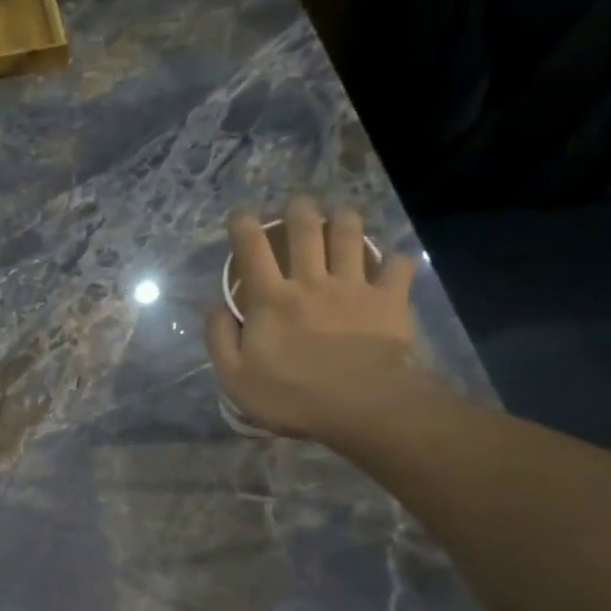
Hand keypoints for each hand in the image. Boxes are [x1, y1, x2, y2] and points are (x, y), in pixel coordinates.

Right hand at [205, 198, 433, 442]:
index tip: (241, 213)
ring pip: (350, 236)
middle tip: (297, 204)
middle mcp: (312, 281)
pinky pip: (397, 266)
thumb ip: (219, 338)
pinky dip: (394, 259)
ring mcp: (354, 286)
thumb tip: (214, 306)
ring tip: (340, 215)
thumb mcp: (235, 377)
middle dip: (298, 209)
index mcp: (271, 299)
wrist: (361, 406)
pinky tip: (391, 260)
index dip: (244, 226)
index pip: (252, 250)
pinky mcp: (389, 299)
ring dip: (343, 219)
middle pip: (305, 230)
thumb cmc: (291, 396)